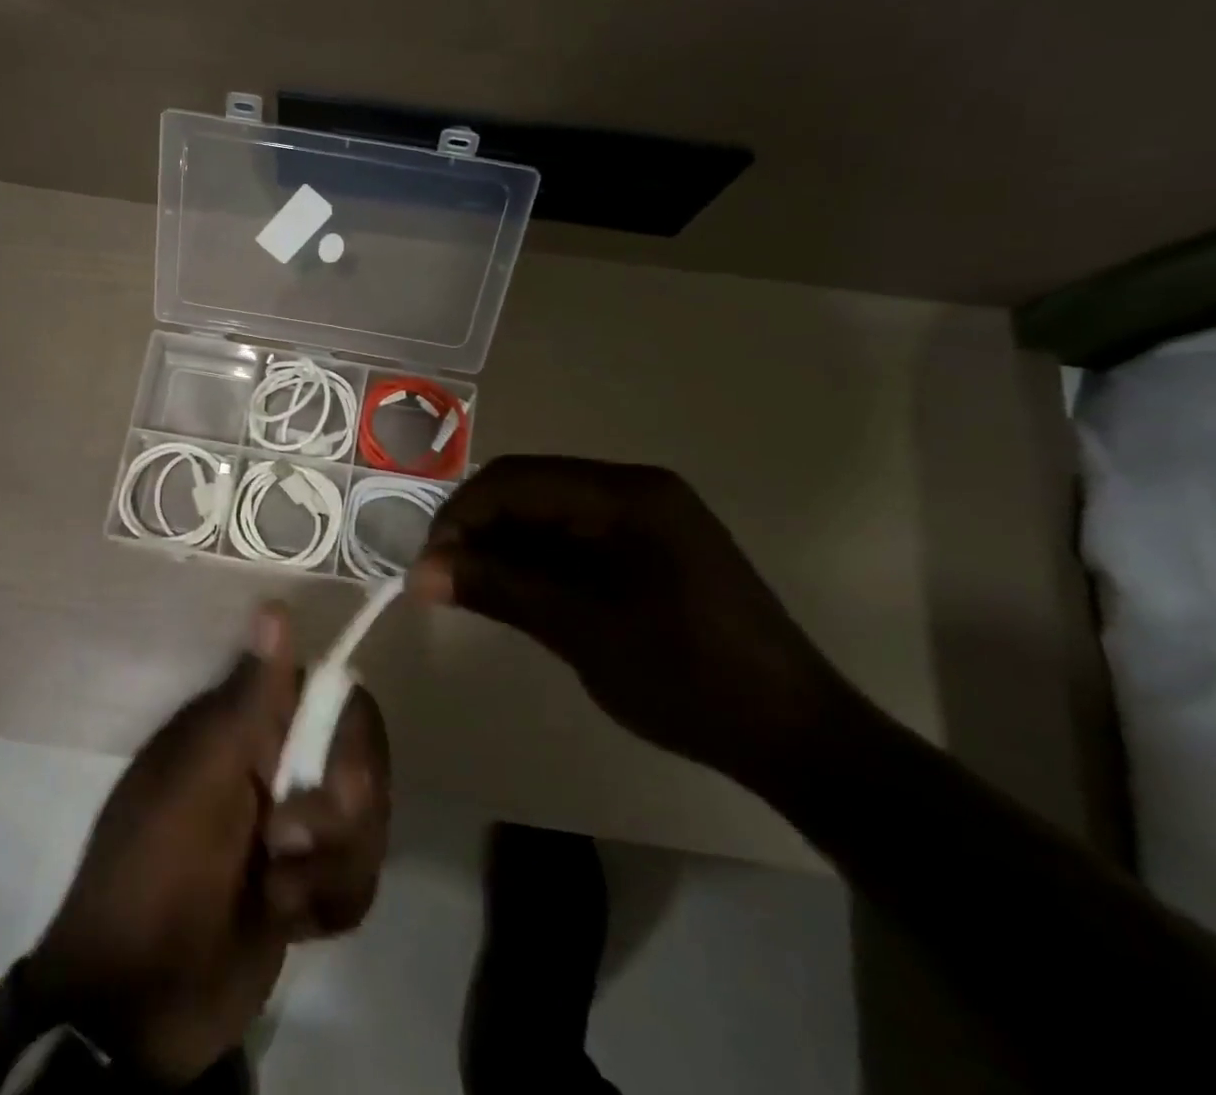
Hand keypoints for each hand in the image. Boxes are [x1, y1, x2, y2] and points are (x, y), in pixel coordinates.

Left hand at [23, 607, 389, 1083]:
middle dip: (340, 815)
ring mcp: (298, 824)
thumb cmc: (156, 873)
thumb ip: (248, 701)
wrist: (137, 1008)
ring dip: (331, 870)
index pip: (333, 697)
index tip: (335, 780)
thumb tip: (275, 605)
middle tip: (287, 847)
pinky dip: (330, 904)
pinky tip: (290, 922)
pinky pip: (361, 876)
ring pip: (368, 822)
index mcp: (247, 726)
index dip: (348, 735)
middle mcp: (278, 763)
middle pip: (363, 761)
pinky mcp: (312, 882)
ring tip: (277, 897)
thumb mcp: (198, 782)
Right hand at [410, 456, 856, 787]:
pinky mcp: (650, 546)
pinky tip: (515, 592)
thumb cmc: (690, 679)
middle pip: (530, 488)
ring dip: (504, 545)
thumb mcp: (583, 633)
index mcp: (628, 495)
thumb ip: (500, 591)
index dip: (462, 515)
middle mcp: (635, 489)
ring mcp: (646, 516)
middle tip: (443, 579)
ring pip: (548, 512)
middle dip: (479, 529)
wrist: (795, 734)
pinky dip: (536, 560)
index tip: (428, 565)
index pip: (517, 479)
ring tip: (469, 590)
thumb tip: (420, 572)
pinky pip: (574, 536)